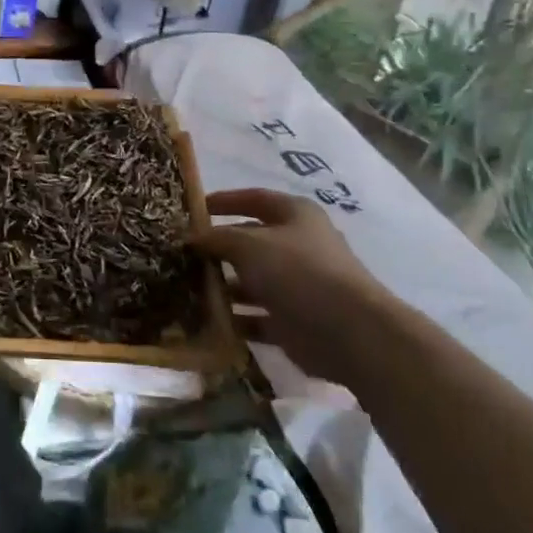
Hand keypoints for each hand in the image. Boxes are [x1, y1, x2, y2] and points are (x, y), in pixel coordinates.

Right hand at [196, 189, 394, 384]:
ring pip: (252, 281)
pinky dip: (235, 319)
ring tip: (187, 289)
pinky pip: (257, 317)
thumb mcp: (248, 244)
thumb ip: (216, 238)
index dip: (224, 201)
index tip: (193, 209)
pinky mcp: (296, 322)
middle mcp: (299, 246)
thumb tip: (190, 237)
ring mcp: (299, 286)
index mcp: (295, 215)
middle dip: (219, 248)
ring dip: (223, 286)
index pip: (254, 199)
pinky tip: (208, 321)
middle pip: (251, 241)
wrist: (350, 333)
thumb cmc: (298, 272)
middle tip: (182, 254)